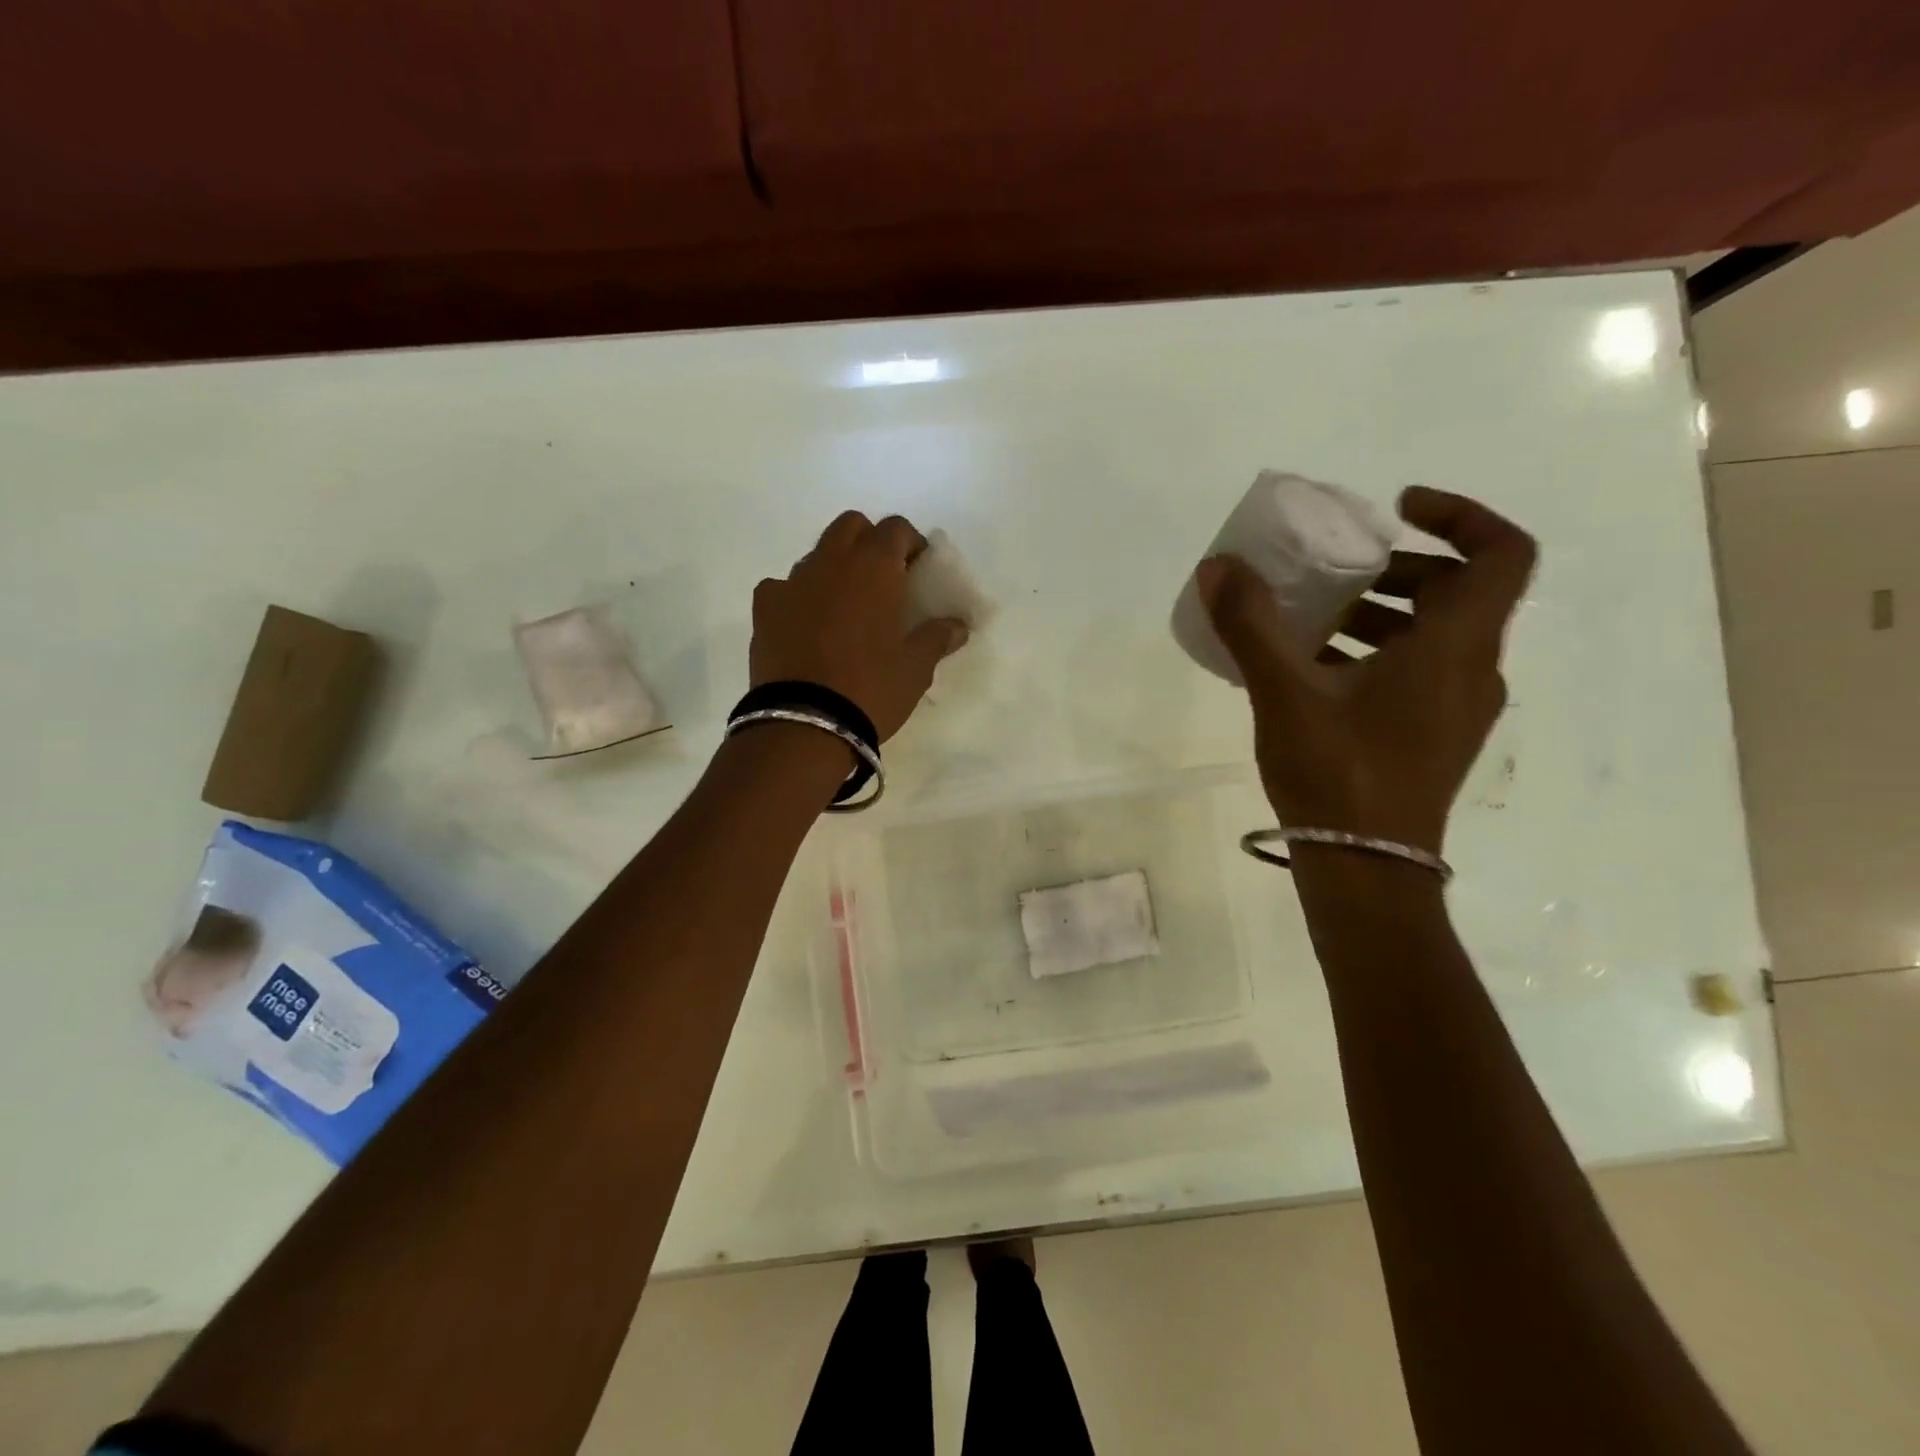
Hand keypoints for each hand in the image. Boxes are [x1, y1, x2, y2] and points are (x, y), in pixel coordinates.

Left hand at [751, 511, 969, 741]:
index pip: (896, 528)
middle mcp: (831, 561)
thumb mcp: (916, 668)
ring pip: (817, 554)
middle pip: (851, 526)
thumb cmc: (871, 689)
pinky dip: (799, 596)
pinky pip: (783, 586)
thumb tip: (957, 626)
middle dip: (870, 541)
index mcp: (874, 567)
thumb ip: (937, 638)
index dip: (911, 543)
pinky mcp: (764, 608)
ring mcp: (792, 582)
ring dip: (835, 567)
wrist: (804, 723)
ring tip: (846, 608)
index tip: (918, 570)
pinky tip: (806, 624)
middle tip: (884, 579)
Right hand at [1197, 487, 1535, 854]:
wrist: (1366, 870)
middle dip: (1398, 569)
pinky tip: (1314, 673)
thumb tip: (1219, 566)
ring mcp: (1457, 709)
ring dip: (1382, 614)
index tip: (1396, 510)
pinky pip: (1419, 672)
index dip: (1459, 515)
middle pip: (1460, 592)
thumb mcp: (1285, 693)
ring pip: (1436, 635)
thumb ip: (1251, 625)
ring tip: (1312, 622)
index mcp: (1455, 648)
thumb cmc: (1337, 774)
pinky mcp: (1434, 737)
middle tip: (1337, 570)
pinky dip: (1377, 654)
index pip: (1499, 553)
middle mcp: (1473, 671)